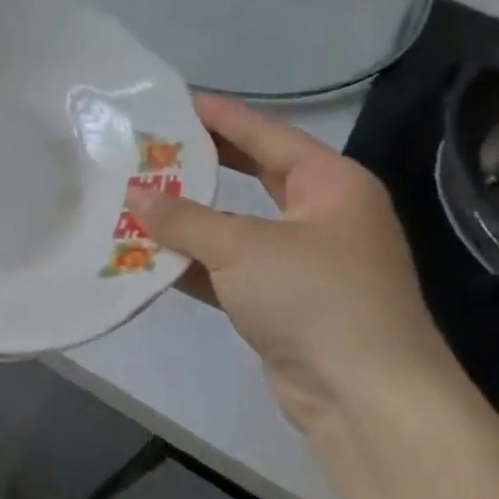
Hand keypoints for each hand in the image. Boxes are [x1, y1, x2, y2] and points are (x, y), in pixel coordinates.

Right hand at [127, 95, 459, 433]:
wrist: (364, 396)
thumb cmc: (315, 298)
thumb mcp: (243, 248)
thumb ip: (184, 218)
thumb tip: (134, 193)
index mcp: (331, 185)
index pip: (268, 135)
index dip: (221, 117)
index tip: (175, 102)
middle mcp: (321, 216)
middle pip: (254, 175)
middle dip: (203, 163)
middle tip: (152, 146)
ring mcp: (302, 262)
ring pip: (236, 226)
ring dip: (190, 218)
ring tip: (138, 196)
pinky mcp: (282, 302)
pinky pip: (229, 269)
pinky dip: (194, 263)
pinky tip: (150, 254)